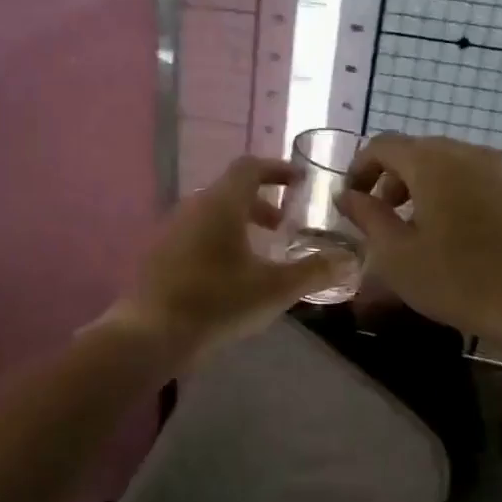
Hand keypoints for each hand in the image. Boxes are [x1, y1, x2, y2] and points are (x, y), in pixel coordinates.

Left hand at [108, 155, 351, 364]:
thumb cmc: (218, 301)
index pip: (250, 167)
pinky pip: (196, 233)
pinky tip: (229, 275)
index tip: (299, 182)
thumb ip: (314, 271)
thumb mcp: (275, 288)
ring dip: (240, 223)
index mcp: (221, 203)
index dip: (277, 169)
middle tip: (284, 226)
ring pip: (212, 214)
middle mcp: (193, 206)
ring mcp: (172, 229)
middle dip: (262, 203)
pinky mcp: (160, 254)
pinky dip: (220, 240)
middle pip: (231, 191)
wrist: (152, 333)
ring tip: (261, 254)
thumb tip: (349, 261)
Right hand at [336, 134, 501, 347]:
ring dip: (423, 188)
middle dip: (392, 179)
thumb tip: (347, 195)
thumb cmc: (459, 279)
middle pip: (418, 151)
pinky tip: (456, 238)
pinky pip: (476, 181)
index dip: (360, 169)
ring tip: (418, 231)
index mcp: (432, 162)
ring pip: (449, 166)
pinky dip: (454, 196)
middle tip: (381, 218)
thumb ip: (367, 217)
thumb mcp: (397, 255)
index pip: (383, 145)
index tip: (351, 202)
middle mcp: (468, 153)